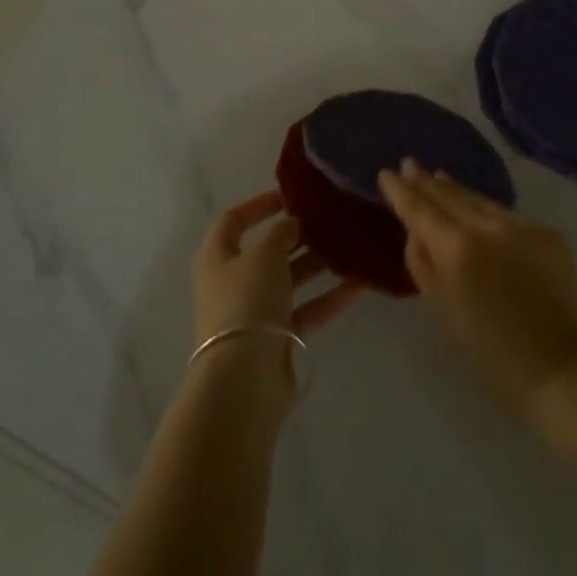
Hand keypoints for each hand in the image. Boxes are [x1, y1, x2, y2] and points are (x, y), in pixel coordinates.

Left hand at [192, 190, 362, 375]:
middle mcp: (233, 281)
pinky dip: (328, 298)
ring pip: (290, 280)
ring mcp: (255, 312)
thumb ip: (280, 233)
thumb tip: (290, 222)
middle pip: (267, 251)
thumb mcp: (264, 255)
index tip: (291, 196)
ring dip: (318, 265)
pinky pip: (306, 310)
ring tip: (351, 248)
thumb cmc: (246, 302)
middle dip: (297, 237)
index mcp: (217, 256)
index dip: (259, 205)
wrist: (243, 379)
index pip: (234, 220)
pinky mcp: (277, 339)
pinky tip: (359, 284)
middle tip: (329, 222)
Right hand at [380, 160, 576, 424]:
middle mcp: (488, 227)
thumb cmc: (487, 350)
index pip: (420, 208)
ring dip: (456, 190)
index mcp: (457, 248)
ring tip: (439, 177)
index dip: (401, 190)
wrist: (556, 368)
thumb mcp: (441, 307)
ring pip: (480, 200)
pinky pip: (507, 217)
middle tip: (410, 164)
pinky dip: (488, 213)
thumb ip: (423, 263)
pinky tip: (479, 211)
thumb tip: (416, 232)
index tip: (386, 173)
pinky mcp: (547, 234)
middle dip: (426, 181)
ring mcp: (521, 226)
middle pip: (449, 196)